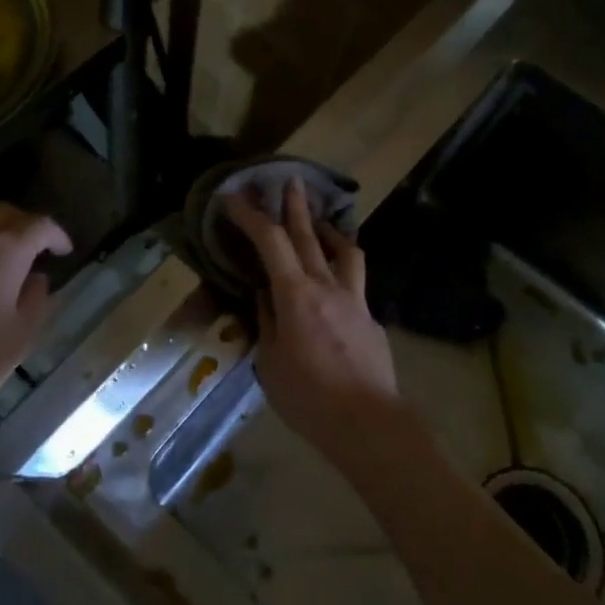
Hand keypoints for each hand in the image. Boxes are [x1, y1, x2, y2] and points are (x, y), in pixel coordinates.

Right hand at [222, 180, 412, 478]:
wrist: (369, 424)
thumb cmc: (309, 398)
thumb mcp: (270, 363)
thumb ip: (268, 322)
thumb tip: (265, 297)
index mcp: (296, 295)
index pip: (270, 242)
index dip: (250, 216)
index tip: (234, 198)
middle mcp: (328, 287)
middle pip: (309, 236)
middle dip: (295, 206)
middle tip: (290, 181)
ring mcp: (355, 301)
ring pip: (345, 252)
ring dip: (329, 231)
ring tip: (320, 222)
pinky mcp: (370, 319)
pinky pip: (354, 283)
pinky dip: (341, 272)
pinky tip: (335, 286)